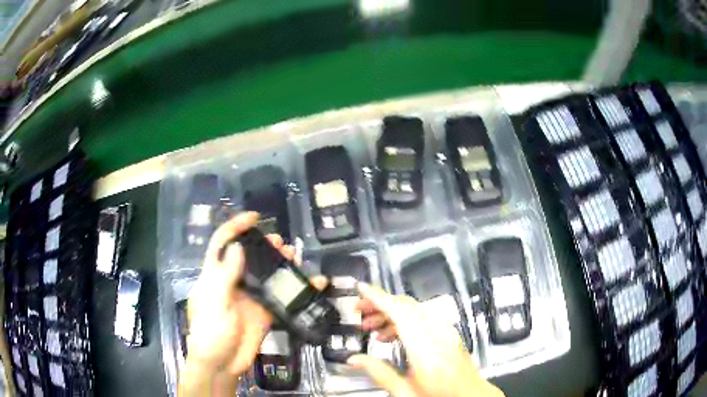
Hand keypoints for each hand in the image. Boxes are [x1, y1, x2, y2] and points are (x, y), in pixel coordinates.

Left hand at [179, 212, 325, 396]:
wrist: (222, 364)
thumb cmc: (210, 332)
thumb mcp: (214, 303)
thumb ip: (225, 276)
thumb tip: (238, 247)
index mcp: (215, 275)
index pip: (223, 244)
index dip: (236, 227)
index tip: (255, 218)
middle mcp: (233, 282)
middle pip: (248, 256)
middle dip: (264, 245)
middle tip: (281, 244)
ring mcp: (250, 297)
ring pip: (266, 274)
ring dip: (280, 263)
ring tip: (293, 256)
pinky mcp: (265, 311)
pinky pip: (281, 296)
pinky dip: (296, 289)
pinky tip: (311, 284)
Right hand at [350, 283, 503, 396]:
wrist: (469, 395)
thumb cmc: (443, 396)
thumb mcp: (404, 390)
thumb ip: (378, 373)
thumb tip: (355, 360)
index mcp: (424, 347)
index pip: (398, 311)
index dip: (377, 297)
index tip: (361, 289)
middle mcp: (437, 333)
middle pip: (405, 306)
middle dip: (379, 304)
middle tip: (359, 310)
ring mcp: (445, 331)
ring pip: (414, 310)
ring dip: (391, 313)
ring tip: (372, 327)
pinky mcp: (447, 333)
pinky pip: (423, 318)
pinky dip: (404, 320)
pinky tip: (393, 334)